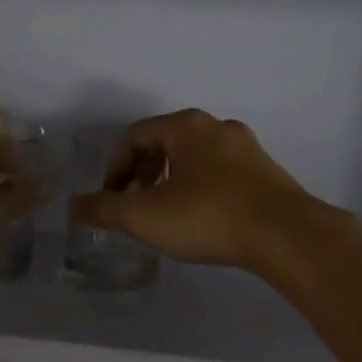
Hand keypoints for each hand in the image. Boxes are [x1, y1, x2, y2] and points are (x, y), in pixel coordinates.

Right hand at [70, 109, 320, 270]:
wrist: (287, 236)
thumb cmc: (209, 216)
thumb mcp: (145, 216)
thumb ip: (104, 209)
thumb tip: (75, 206)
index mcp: (187, 126)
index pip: (134, 136)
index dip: (114, 168)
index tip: (111, 200)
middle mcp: (218, 127)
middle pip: (164, 144)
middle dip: (142, 175)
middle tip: (134, 207)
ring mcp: (248, 149)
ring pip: (194, 160)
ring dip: (170, 184)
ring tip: (166, 217)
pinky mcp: (268, 174)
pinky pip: (221, 175)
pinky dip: (200, 192)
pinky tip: (202, 222)